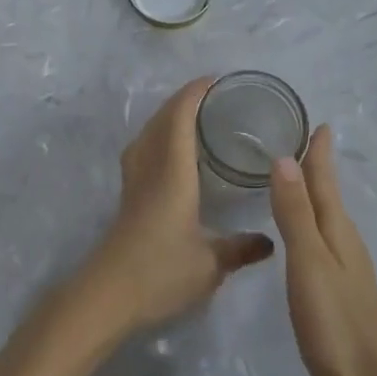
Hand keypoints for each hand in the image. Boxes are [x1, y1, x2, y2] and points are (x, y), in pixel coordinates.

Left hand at [76, 77, 274, 334]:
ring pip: (148, 132)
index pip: (180, 117)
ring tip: (194, 117)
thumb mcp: (210, 264)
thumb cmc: (160, 272)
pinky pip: (143, 149)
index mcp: (172, 171)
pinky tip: (172, 153)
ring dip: (168, 116)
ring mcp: (134, 180)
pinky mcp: (127, 196)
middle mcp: (150, 166)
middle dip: (184, 99)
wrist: (107, 295)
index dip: (195, 93)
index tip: (217, 80)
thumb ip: (241, 248)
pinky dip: (159, 136)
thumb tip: (270, 241)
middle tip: (214, 96)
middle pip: (161, 118)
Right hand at [269, 126, 376, 375]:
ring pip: (328, 216)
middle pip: (329, 194)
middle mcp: (346, 241)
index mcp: (337, 230)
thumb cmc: (335, 324)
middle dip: (317, 166)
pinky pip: (325, 238)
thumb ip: (295, 213)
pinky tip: (305, 232)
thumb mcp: (309, 263)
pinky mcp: (343, 290)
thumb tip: (284, 157)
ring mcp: (348, 268)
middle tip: (302, 140)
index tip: (319, 122)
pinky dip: (313, 220)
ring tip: (297, 176)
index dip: (320, 152)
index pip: (325, 180)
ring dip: (315, 192)